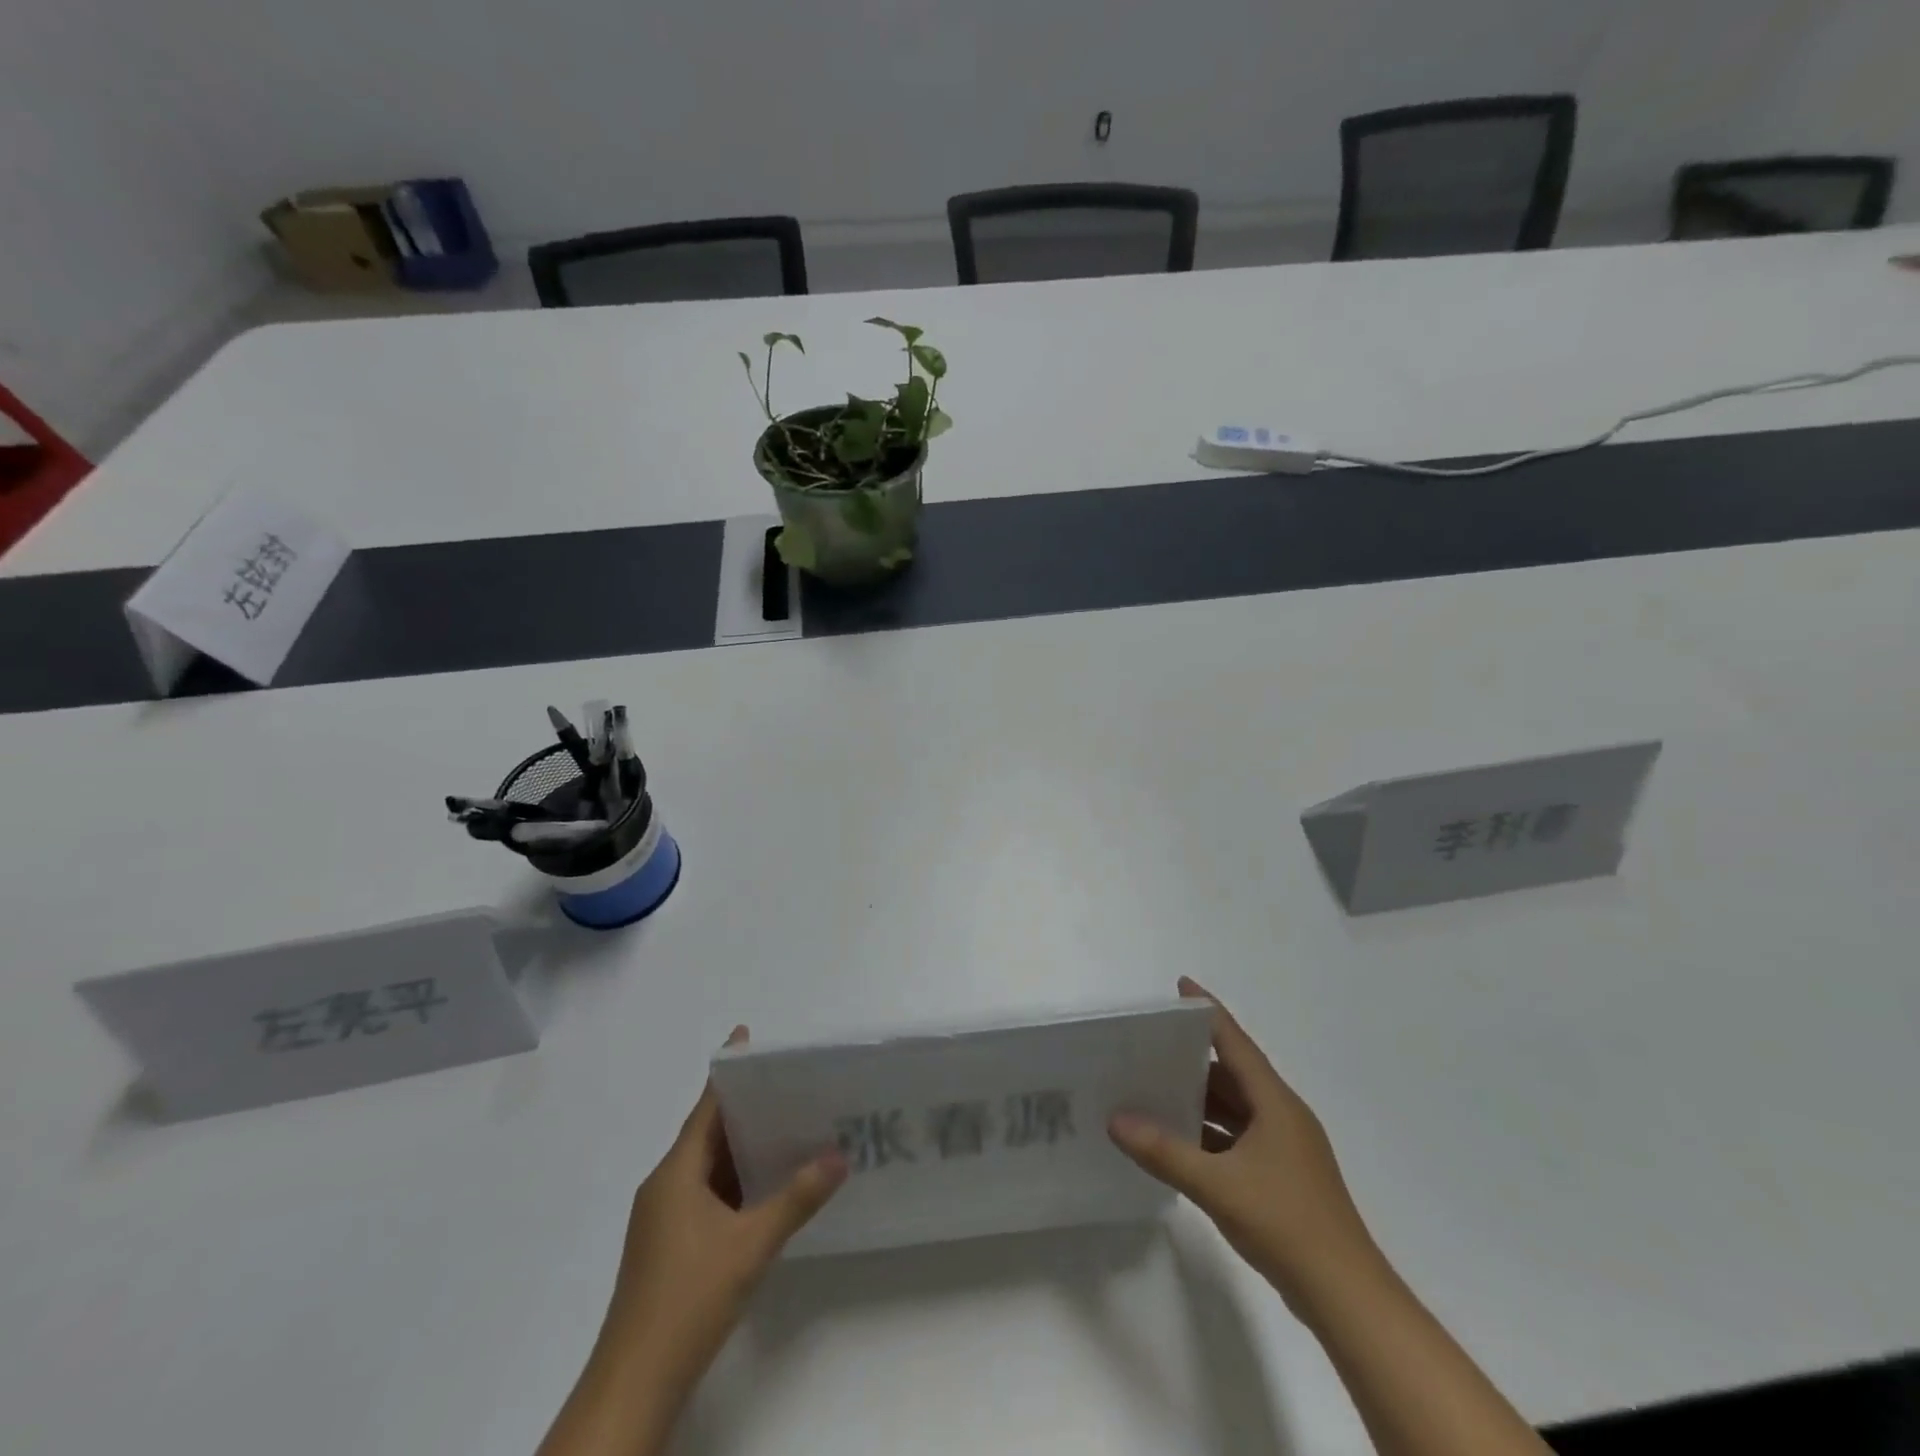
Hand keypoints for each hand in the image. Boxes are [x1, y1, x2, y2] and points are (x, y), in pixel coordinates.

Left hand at [604, 1026, 847, 1385]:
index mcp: (676, 1173)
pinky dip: (735, 1181)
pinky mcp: (669, 1246)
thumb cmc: (688, 1298)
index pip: (706, 1106)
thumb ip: (797, 1197)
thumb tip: (840, 1155)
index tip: (749, 1039)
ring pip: (708, 1167)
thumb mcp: (751, 1244)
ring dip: (743, 1148)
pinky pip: (706, 1194)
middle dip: (746, 1108)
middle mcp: (665, 1186)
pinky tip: (766, 1186)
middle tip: (790, 1084)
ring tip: (788, 1126)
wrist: (635, 1384)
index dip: (729, 1072)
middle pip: (708, 1133)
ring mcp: (664, 1219)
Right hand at [1109, 978, 1386, 1319]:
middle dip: (1193, 1058)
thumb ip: (1163, 1151)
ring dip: (1199, 1099)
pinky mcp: (1281, 1176)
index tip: (1181, 987)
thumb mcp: (1217, 1184)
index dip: (1208, 1013)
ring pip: (1234, 1108)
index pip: (1236, 1042)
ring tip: (1153, 1088)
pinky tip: (1178, 1140)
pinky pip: (1237, 1138)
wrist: (1346, 1297)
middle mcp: (1281, 1116)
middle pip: (1233, 1073)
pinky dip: (1209, 1133)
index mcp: (1275, 1103)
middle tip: (1149, 1045)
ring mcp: (1284, 1149)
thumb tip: (1115, 1119)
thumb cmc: (1285, 1223)